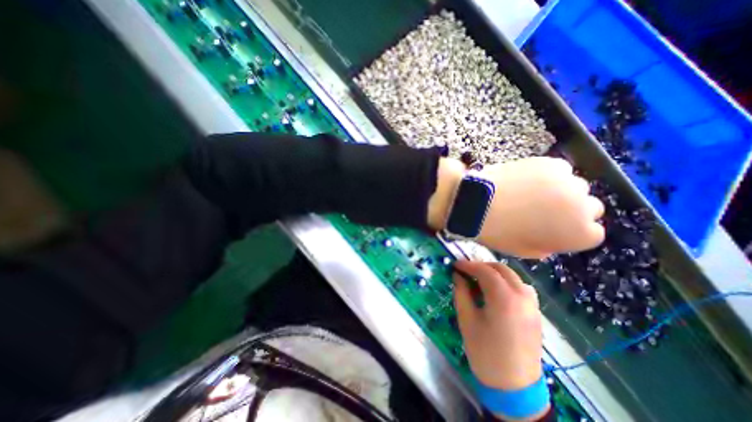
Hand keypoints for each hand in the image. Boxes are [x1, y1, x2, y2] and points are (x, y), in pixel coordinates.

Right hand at [452, 261, 546, 418]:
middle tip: (466, 271)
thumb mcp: (467, 319)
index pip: (485, 271)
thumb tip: (457, 276)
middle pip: (501, 269)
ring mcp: (532, 305)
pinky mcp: (536, 313)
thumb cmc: (485, 353)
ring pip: (513, 276)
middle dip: (482, 266)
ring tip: (480, 279)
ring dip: (495, 273)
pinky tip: (497, 292)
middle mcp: (522, 297)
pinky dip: (507, 282)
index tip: (456, 264)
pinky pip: (522, 287)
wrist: (514, 387)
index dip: (468, 265)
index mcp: (504, 299)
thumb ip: (461, 292)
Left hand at [478, 157, 606, 257]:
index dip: (569, 229)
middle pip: (589, 207)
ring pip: (575, 186)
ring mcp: (569, 182)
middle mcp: (584, 207)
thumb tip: (553, 238)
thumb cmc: (499, 232)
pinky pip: (559, 170)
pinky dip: (548, 175)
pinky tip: (527, 180)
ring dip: (560, 190)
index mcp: (580, 234)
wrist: (478, 203)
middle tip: (542, 209)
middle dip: (570, 210)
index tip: (553, 227)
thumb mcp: (524, 250)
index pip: (592, 232)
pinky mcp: (552, 163)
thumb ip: (547, 246)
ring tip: (531, 193)